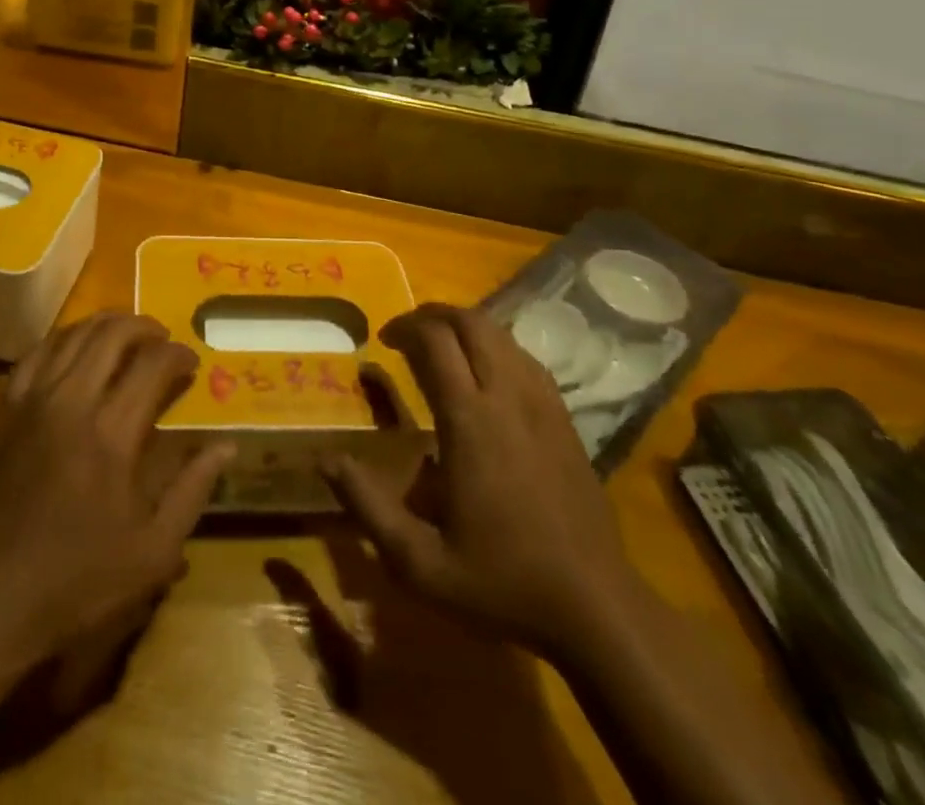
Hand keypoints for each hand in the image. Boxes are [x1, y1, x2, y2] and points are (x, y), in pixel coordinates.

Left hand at [0, 312, 233, 672]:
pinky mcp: (4, 409)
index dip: (178, 355)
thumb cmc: (73, 583)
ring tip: (125, 333)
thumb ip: (192, 491)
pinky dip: (63, 339)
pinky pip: (36, 353)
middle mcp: (71, 402)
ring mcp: (31, 400)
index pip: (153, 365)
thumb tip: (226, 445)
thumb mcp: (151, 553)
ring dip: (105, 325)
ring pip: (72, 335)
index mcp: (111, 434)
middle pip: (111, 335)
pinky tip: (74, 348)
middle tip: (162, 339)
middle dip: (144, 327)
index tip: (191, 364)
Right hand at [325, 303, 635, 659]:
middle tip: (407, 333)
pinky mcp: (565, 419)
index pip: (436, 341)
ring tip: (440, 347)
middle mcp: (507, 398)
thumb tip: (326, 460)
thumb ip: (368, 507)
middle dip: (434, 315)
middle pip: (472, 323)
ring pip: (502, 334)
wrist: (597, 609)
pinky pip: (526, 358)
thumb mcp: (420, 562)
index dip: (405, 327)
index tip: (383, 340)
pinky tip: (484, 374)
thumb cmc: (502, 582)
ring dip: (465, 327)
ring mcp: (543, 405)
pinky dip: (497, 348)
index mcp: (470, 421)